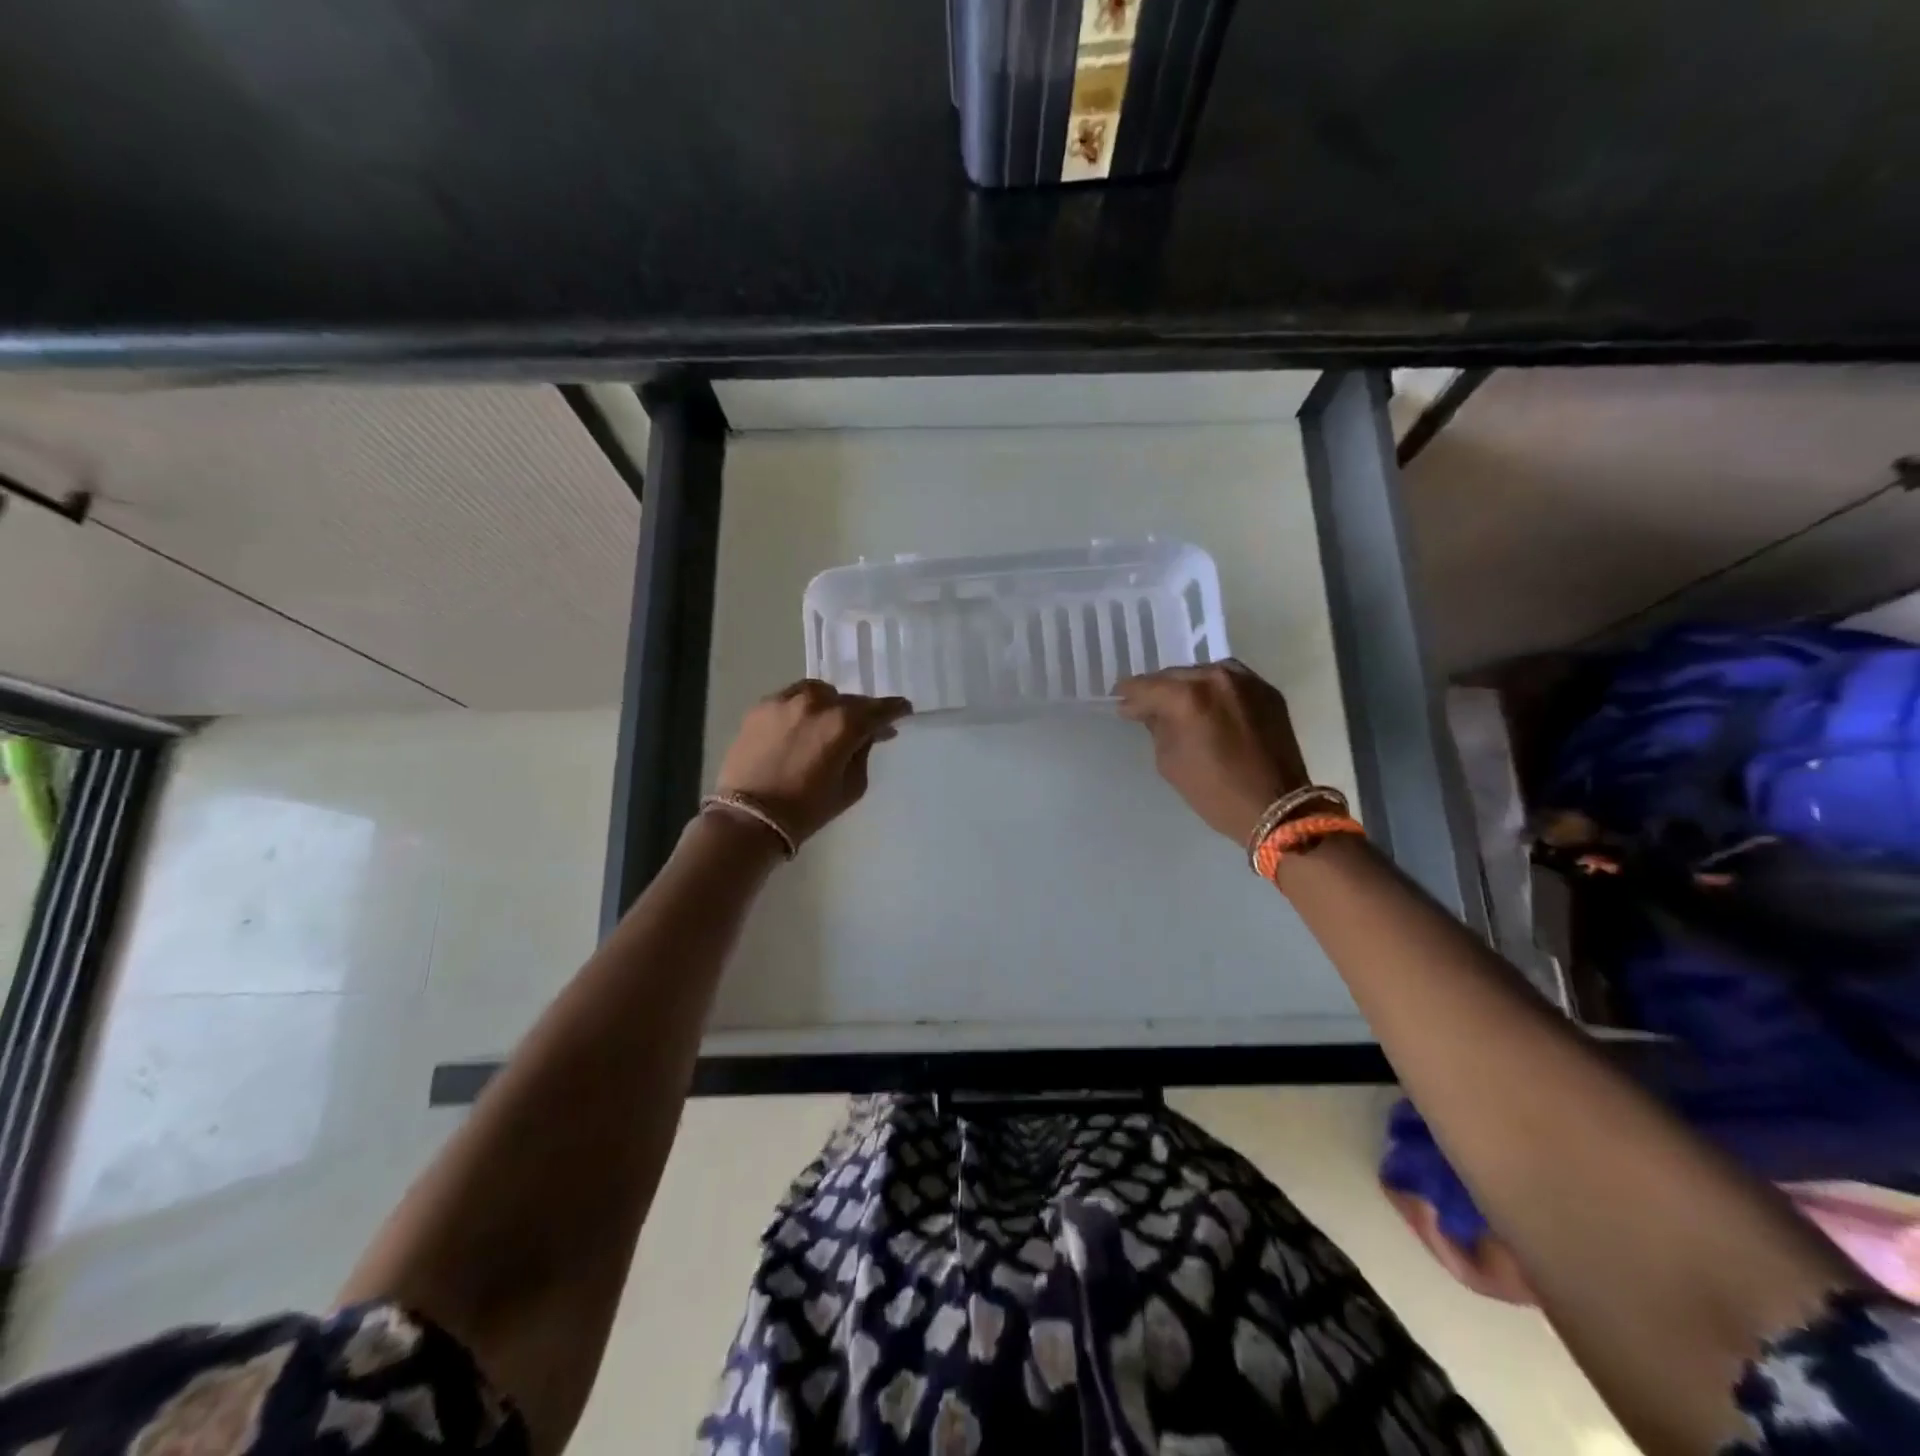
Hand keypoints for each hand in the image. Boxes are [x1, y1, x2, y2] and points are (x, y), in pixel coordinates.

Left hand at [714, 681, 912, 845]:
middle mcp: (816, 703)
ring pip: (819, 692)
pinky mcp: (760, 707)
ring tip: (828, 722)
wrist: (750, 818)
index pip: (879, 709)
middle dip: (860, 713)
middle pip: (849, 700)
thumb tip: (866, 735)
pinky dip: (802, 707)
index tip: (903, 710)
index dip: (894, 710)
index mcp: (844, 724)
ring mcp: (785, 701)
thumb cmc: (807, 809)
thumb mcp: (851, 787)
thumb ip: (862, 754)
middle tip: (864, 728)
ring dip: (830, 704)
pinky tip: (800, 726)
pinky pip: (791, 698)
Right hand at [1117, 661, 1309, 843]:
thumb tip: (1149, 712)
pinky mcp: (1267, 691)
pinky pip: (1230, 681)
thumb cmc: (1214, 791)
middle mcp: (1217, 678)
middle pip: (1175, 675)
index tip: (1119, 702)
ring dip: (1187, 686)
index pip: (1147, 686)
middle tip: (1144, 704)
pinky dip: (1213, 690)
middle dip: (1158, 689)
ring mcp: (1246, 681)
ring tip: (1177, 703)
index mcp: (1188, 696)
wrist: (1276, 807)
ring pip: (1203, 673)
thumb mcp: (1170, 762)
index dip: (1129, 695)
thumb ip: (1157, 728)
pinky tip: (1207, 705)